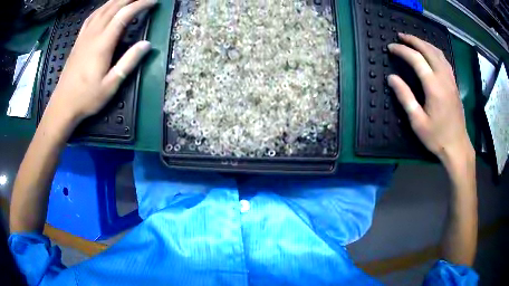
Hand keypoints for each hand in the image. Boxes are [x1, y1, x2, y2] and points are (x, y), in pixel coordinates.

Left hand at [46, 0, 157, 126]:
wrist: (63, 105)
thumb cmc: (86, 98)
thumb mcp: (110, 85)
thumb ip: (128, 63)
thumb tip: (146, 44)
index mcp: (102, 44)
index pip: (124, 15)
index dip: (140, 5)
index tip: (153, 2)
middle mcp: (93, 35)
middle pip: (113, 7)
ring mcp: (84, 36)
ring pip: (102, 9)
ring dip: (116, 0)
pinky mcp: (78, 41)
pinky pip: (91, 17)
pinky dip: (101, 8)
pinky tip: (105, 8)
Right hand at [387, 33, 473, 167]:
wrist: (457, 147)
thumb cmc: (437, 137)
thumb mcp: (418, 122)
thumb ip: (405, 97)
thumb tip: (392, 78)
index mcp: (434, 86)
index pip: (416, 59)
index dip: (402, 50)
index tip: (391, 47)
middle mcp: (443, 78)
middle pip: (428, 50)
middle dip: (413, 40)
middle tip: (400, 36)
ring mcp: (451, 80)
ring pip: (438, 53)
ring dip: (424, 43)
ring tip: (414, 41)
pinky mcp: (454, 84)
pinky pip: (445, 60)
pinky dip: (435, 51)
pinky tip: (430, 52)